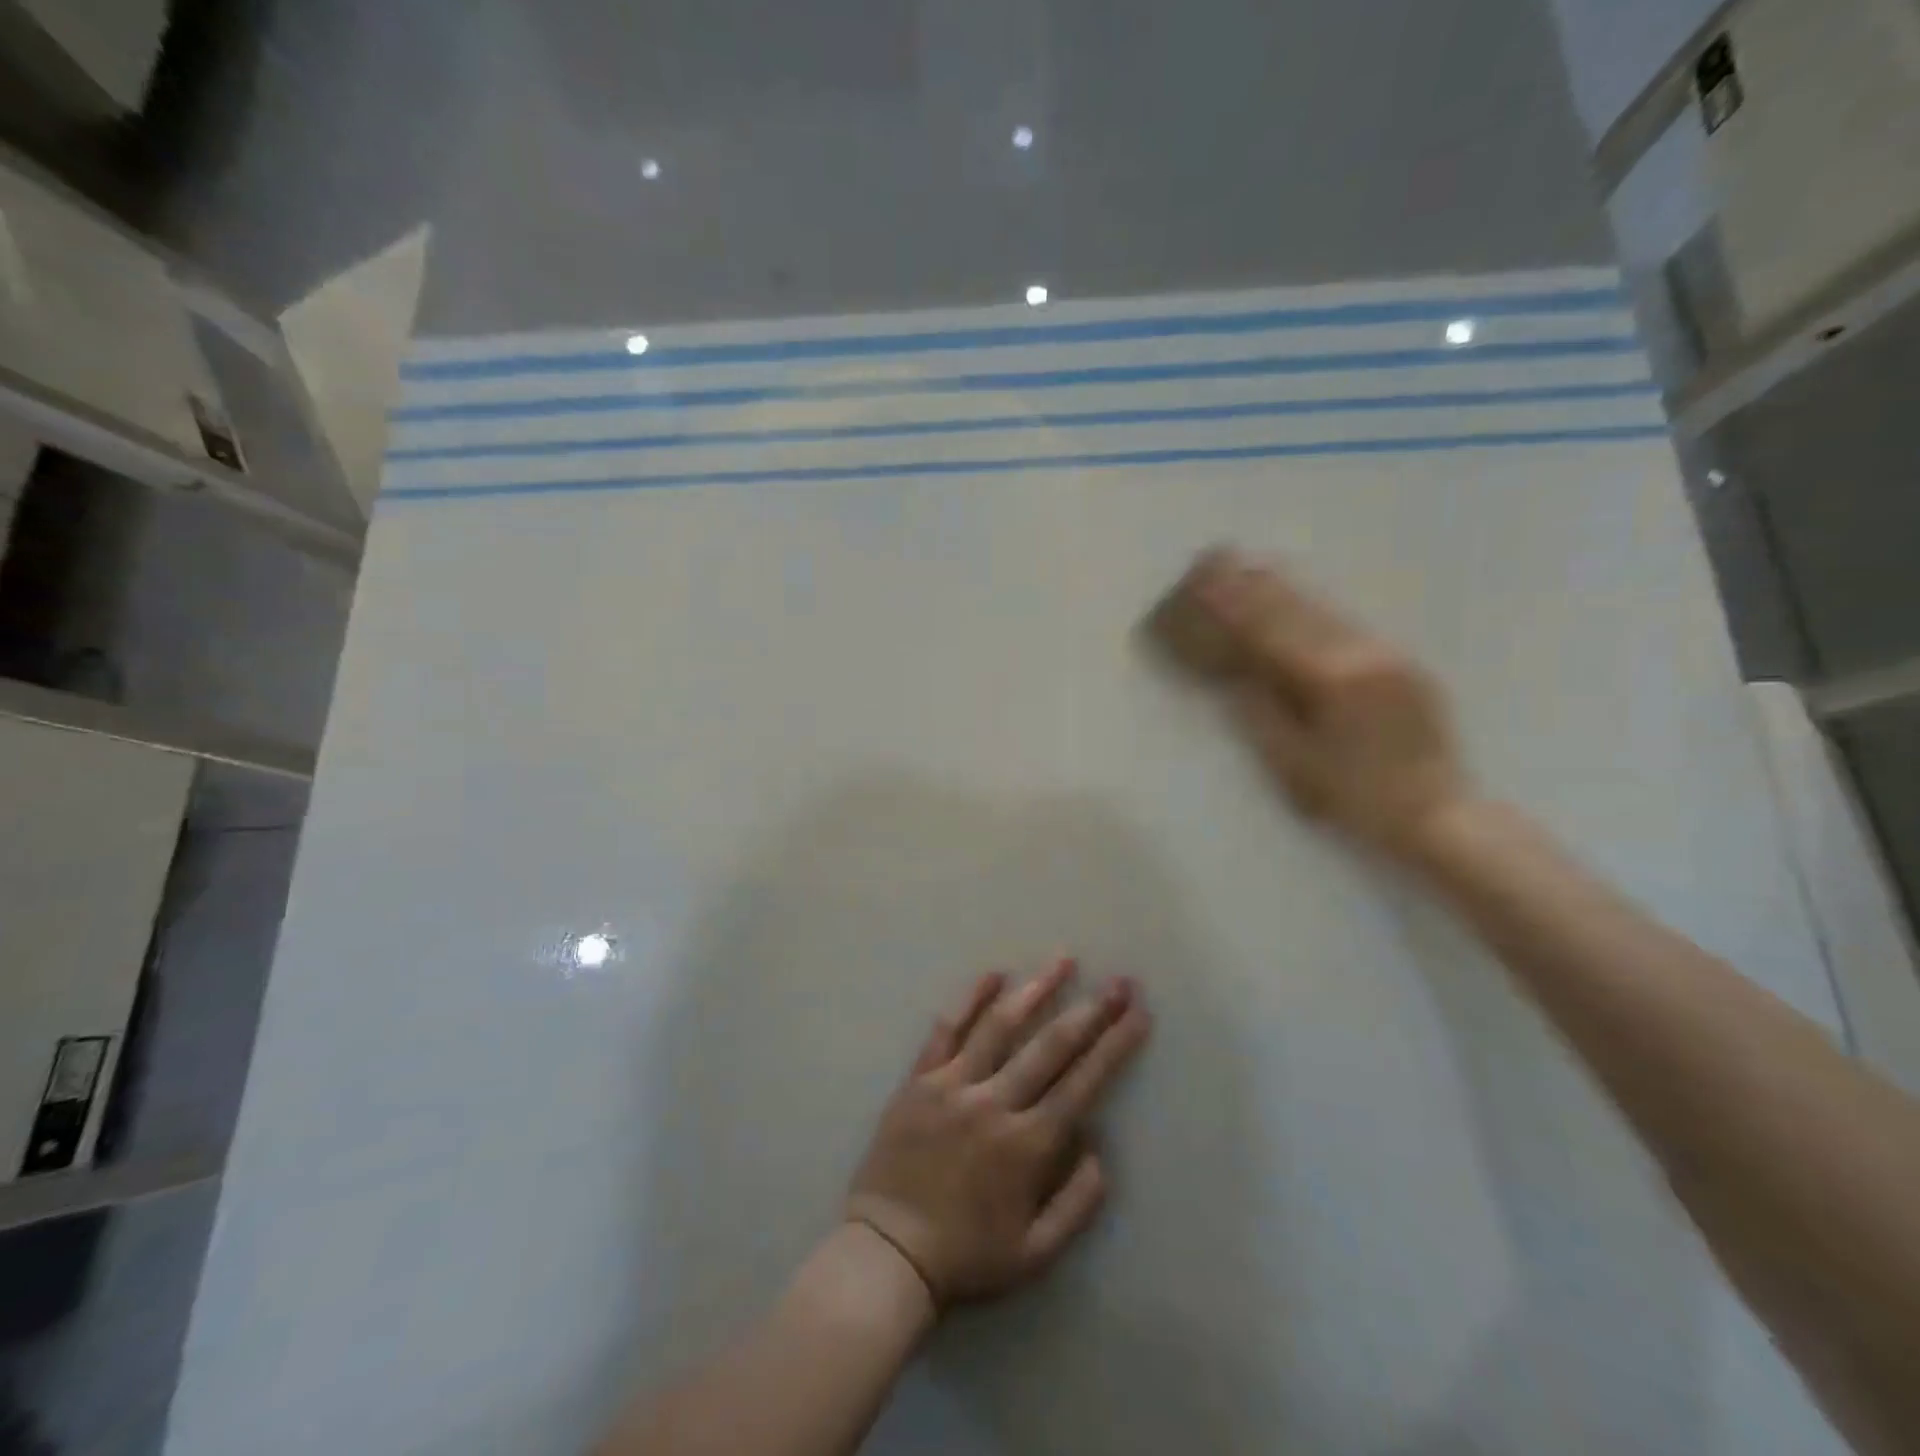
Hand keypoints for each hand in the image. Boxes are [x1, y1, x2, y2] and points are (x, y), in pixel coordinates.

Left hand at [845, 960, 1150, 1305]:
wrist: (886, 1254)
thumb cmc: (966, 1257)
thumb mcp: (1036, 1254)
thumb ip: (1077, 1204)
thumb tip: (1100, 1149)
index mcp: (1028, 1145)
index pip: (1084, 1082)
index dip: (1115, 1044)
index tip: (1138, 1012)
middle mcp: (995, 1103)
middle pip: (1050, 1045)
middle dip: (1091, 1010)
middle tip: (1118, 980)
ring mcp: (954, 1084)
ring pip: (1001, 1025)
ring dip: (1036, 989)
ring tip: (1062, 959)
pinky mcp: (920, 1079)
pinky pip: (947, 1030)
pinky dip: (969, 999)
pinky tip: (992, 974)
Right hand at [1187, 548, 1474, 860]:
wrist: (1439, 814)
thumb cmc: (1357, 799)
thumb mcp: (1296, 765)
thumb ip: (1262, 714)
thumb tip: (1234, 676)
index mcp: (1332, 680)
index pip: (1270, 631)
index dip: (1234, 605)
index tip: (1204, 584)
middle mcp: (1361, 654)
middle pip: (1298, 609)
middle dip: (1255, 584)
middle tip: (1221, 558)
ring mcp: (1386, 654)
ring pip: (1325, 610)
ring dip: (1285, 588)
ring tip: (1252, 565)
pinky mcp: (1401, 663)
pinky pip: (1348, 623)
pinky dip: (1314, 608)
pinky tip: (1298, 599)